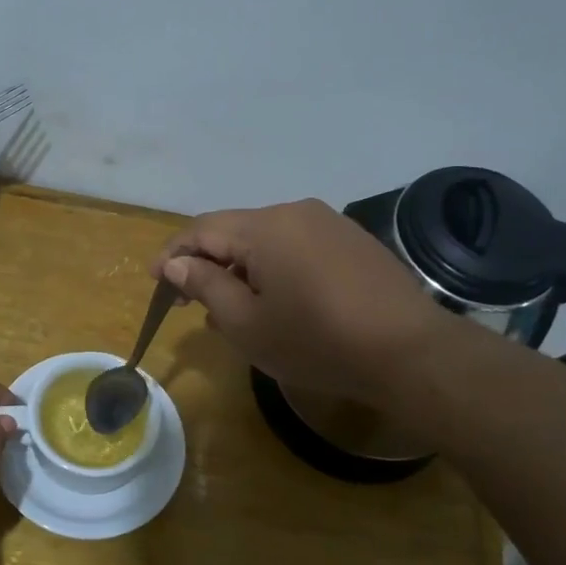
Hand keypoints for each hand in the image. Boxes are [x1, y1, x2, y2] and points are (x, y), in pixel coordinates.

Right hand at [152, 200, 446, 398]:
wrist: (409, 352)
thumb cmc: (316, 341)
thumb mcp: (247, 323)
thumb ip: (205, 285)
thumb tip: (176, 262)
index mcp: (264, 227)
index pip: (202, 229)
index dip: (173, 254)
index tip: (156, 283)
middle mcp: (295, 212)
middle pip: (234, 231)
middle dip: (207, 264)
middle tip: (190, 302)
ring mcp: (329, 224)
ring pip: (266, 240)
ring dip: (241, 269)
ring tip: (233, 310)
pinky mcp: (353, 241)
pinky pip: (297, 247)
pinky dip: (274, 269)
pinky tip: (278, 302)